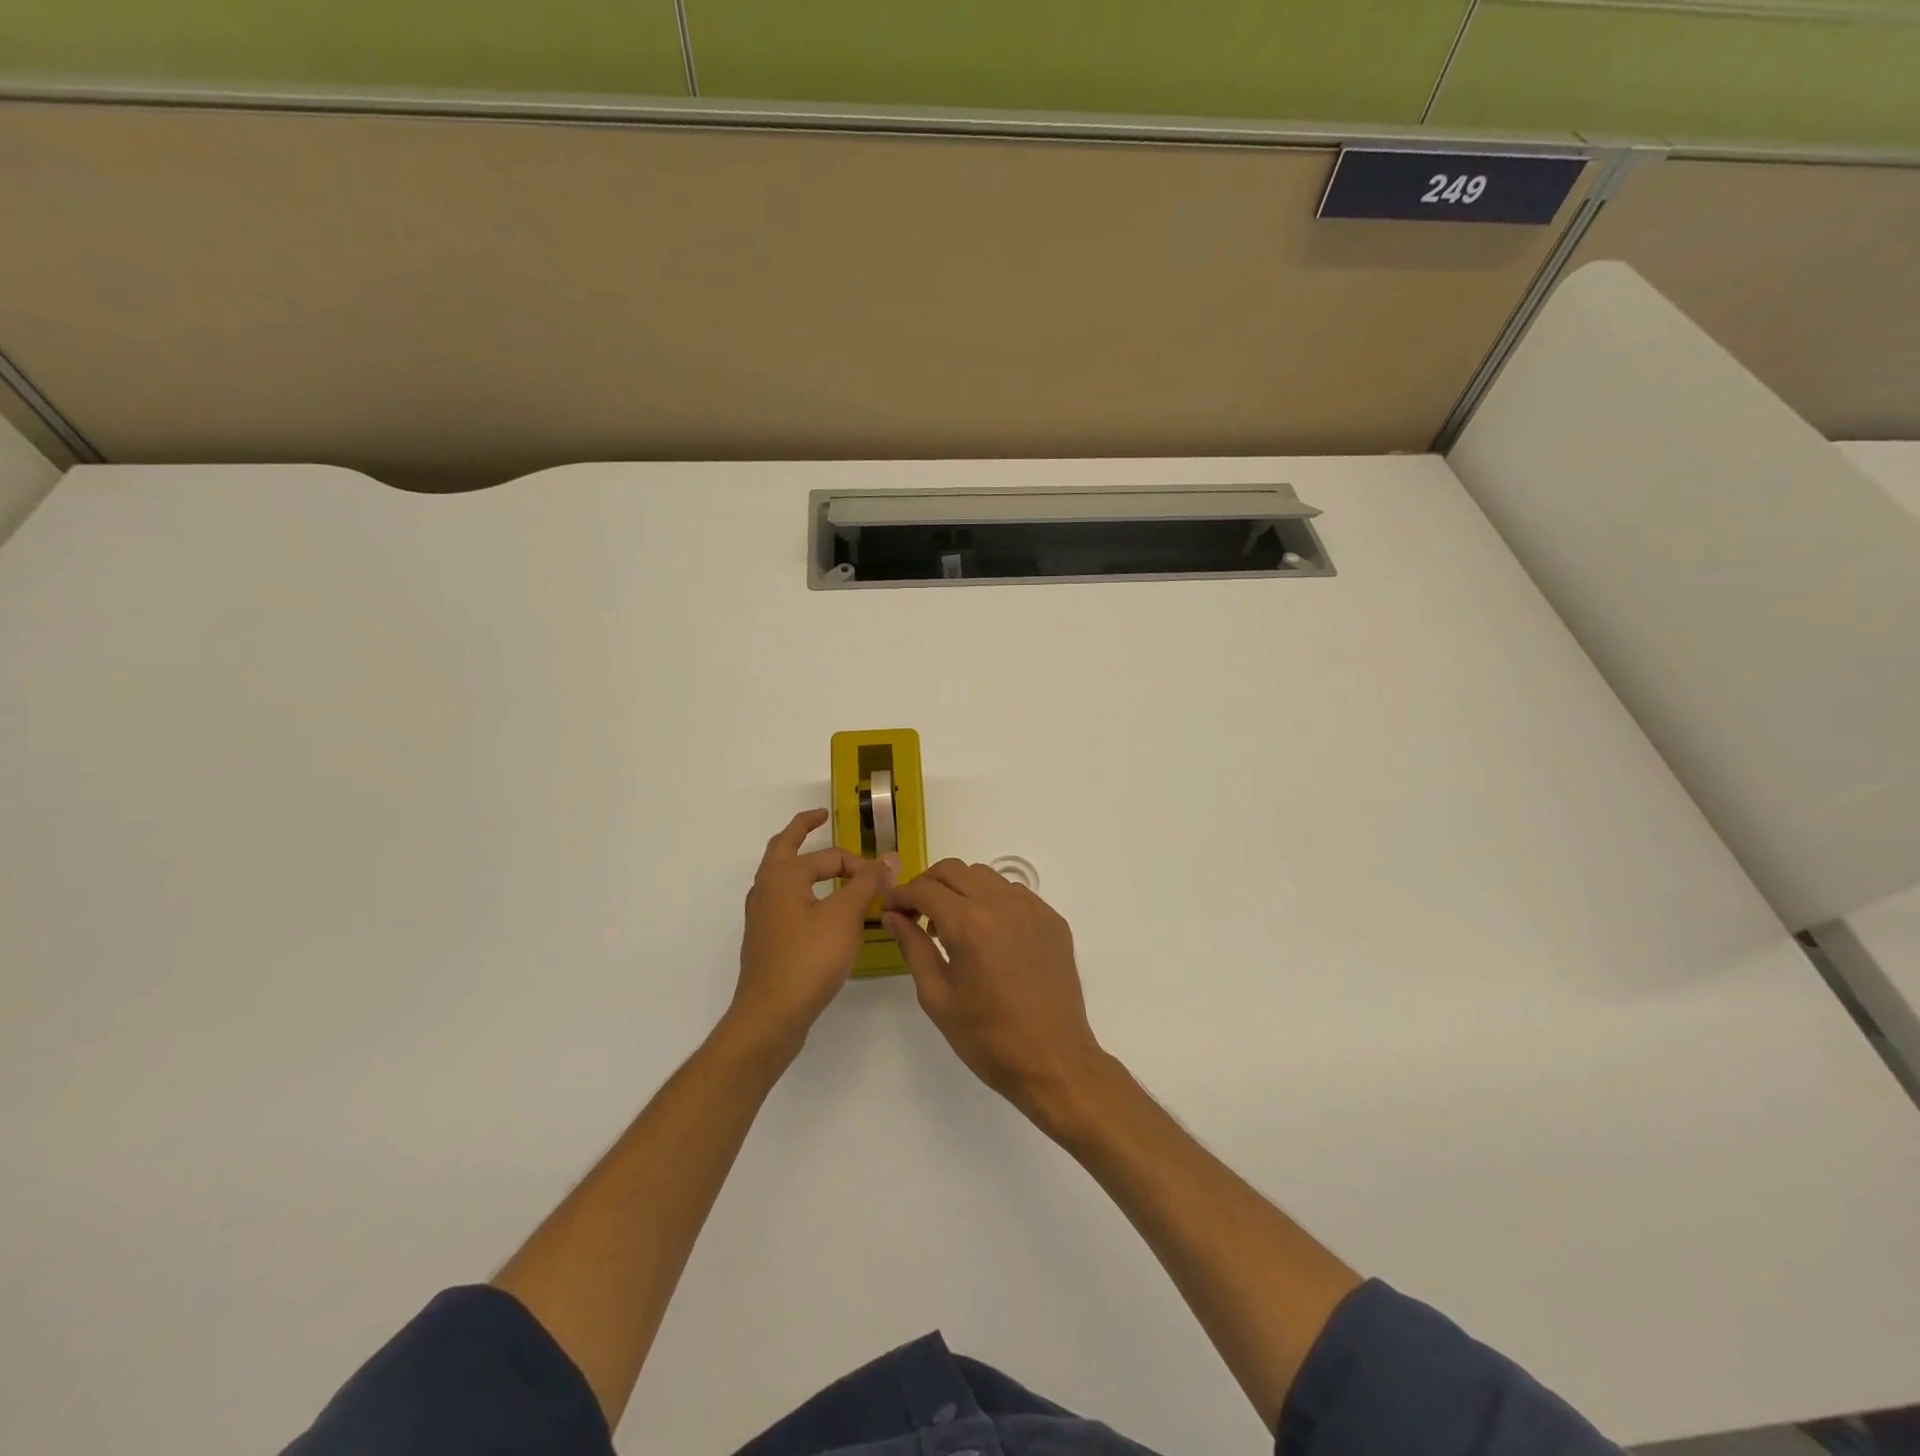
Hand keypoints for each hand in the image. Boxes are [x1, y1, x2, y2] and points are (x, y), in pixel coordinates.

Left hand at [731, 809, 896, 1059]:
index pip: (828, 855)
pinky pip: (785, 901)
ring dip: (801, 863)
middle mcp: (766, 889)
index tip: (884, 878)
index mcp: (782, 875)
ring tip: (821, 862)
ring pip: (781, 876)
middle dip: (802, 830)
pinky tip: (818, 908)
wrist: (771, 1015)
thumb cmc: (808, 958)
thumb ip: (867, 883)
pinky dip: (802, 891)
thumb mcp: (845, 916)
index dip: (859, 862)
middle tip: (819, 818)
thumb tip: (889, 857)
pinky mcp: (766, 940)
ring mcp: (762, 916)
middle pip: (783, 848)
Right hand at [882, 860, 1108, 1129]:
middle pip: (954, 870)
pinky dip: (991, 900)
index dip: (901, 896)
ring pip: (985, 876)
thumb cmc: (988, 1038)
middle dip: (927, 884)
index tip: (889, 910)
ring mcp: (1032, 908)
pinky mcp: (1052, 919)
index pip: (925, 890)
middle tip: (915, 913)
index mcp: (970, 924)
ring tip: (951, 924)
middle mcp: (1002, 903)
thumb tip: (893, 916)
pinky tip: (986, 933)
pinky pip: (1013, 893)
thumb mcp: (938, 997)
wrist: (1053, 1061)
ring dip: (960, 889)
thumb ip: (913, 947)